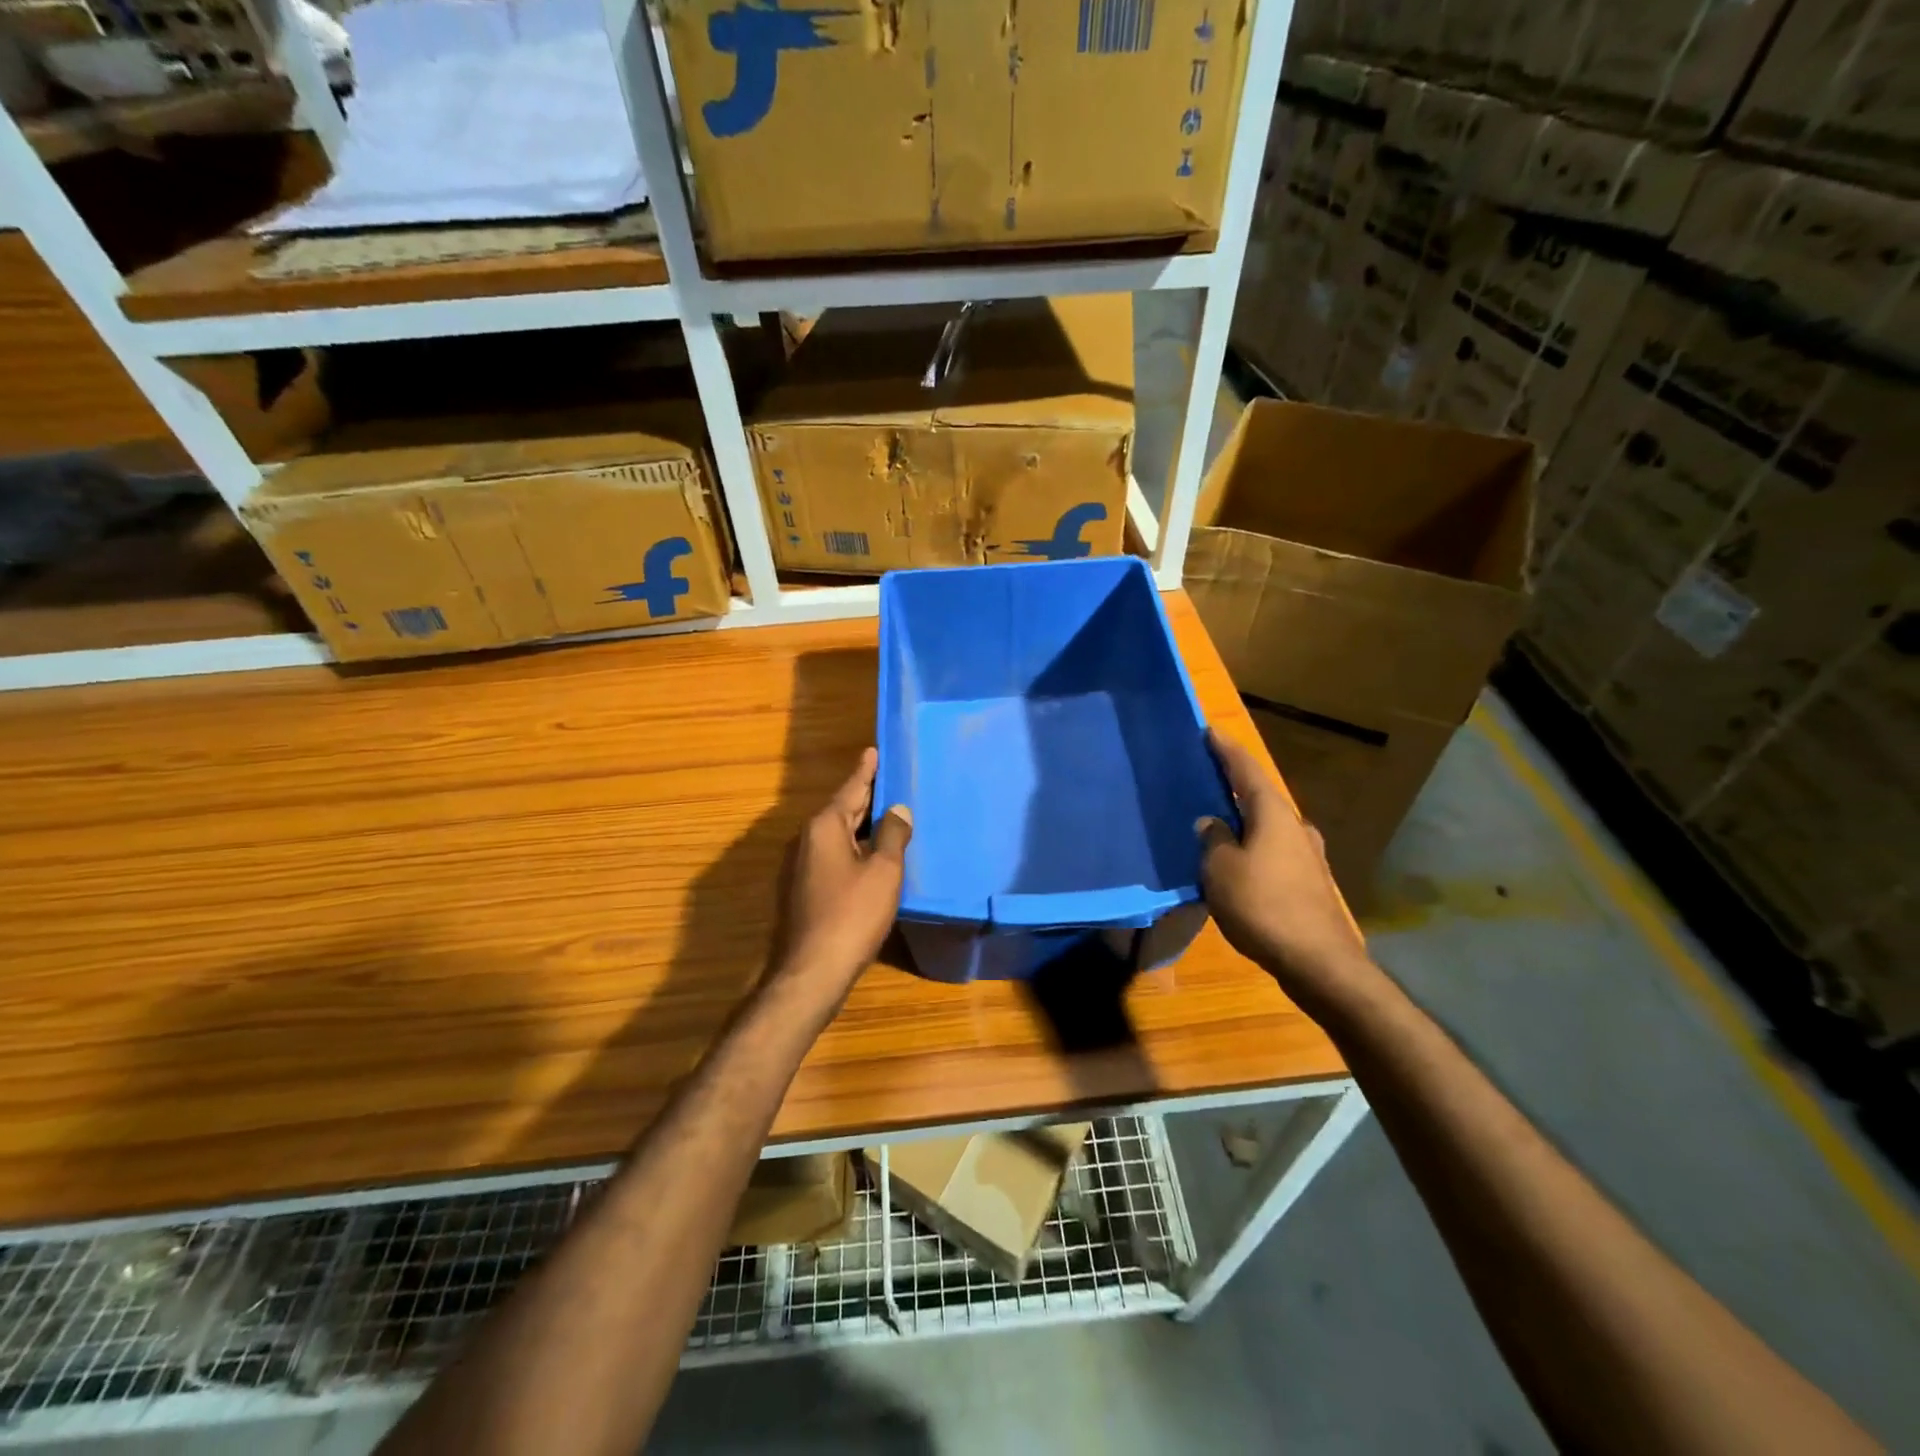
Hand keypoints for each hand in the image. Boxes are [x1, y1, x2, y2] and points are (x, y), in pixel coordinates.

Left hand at [774, 748, 912, 1005]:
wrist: (812, 971)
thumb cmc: (852, 914)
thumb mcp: (883, 871)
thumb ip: (892, 835)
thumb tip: (898, 809)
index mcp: (824, 826)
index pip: (851, 788)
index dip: (866, 770)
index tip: (873, 750)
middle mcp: (806, 839)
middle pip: (842, 810)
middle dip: (865, 797)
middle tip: (889, 780)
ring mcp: (800, 866)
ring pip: (837, 835)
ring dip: (860, 825)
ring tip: (887, 816)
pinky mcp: (802, 890)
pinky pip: (832, 856)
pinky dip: (853, 849)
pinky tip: (871, 857)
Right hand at [1197, 730, 1372, 1012]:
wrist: (1318, 962)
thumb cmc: (1263, 906)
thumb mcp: (1221, 870)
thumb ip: (1213, 840)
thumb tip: (1211, 822)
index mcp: (1273, 814)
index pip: (1246, 770)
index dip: (1225, 750)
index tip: (1210, 731)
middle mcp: (1295, 828)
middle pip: (1260, 797)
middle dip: (1234, 788)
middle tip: (1206, 781)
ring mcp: (1307, 857)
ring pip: (1268, 828)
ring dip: (1244, 822)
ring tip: (1217, 826)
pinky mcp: (1309, 884)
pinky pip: (1273, 853)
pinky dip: (1253, 849)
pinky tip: (1238, 865)